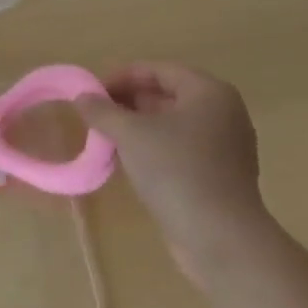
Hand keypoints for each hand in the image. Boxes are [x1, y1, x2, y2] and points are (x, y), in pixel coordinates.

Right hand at [74, 62, 265, 288]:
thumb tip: (82, 97)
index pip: (159, 70)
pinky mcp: (219, 175)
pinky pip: (180, 149)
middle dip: (129, 102)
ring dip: (138, 127)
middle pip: (168, 95)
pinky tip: (127, 162)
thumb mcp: (131, 134)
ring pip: (173, 125)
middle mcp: (223, 113)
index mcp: (209, 92)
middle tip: (95, 114)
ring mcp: (225, 146)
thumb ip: (103, 111)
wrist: (219, 236)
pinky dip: (153, 149)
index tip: (92, 91)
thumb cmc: (176, 170)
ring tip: (105, 137)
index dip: (122, 76)